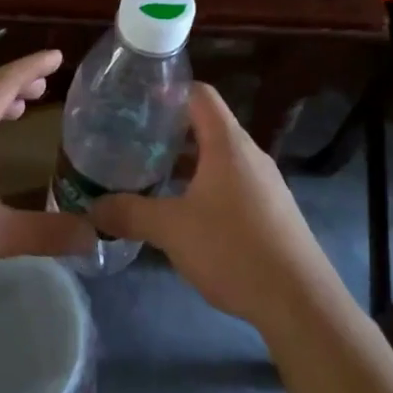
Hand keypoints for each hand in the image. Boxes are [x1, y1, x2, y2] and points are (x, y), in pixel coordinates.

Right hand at [90, 83, 337, 329]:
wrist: (300, 302)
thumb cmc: (234, 249)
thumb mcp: (172, 230)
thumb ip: (130, 214)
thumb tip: (92, 209)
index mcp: (228, 144)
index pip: (199, 94)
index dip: (168, 91)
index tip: (135, 102)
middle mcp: (250, 155)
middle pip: (207, 125)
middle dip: (169, 132)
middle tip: (131, 142)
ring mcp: (265, 184)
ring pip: (218, 158)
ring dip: (186, 163)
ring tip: (149, 176)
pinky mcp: (271, 211)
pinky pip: (232, 184)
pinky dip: (204, 187)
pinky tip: (183, 213)